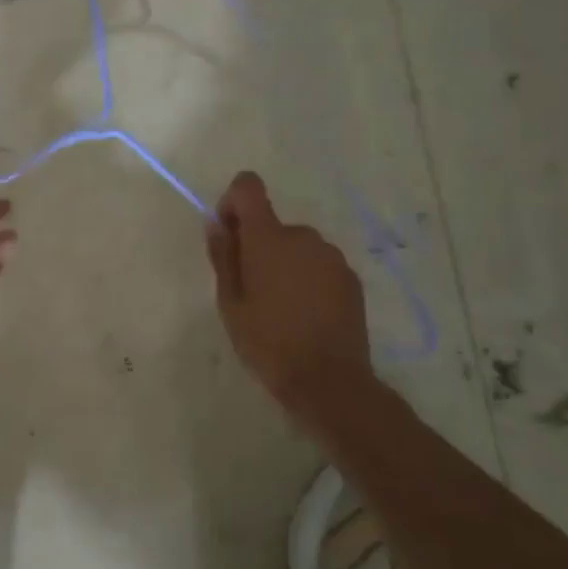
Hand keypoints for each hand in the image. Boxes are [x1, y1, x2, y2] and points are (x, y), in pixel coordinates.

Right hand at [206, 172, 373, 415]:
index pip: (249, 187)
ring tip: (281, 309)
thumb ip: (223, 255)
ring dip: (284, 264)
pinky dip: (308, 279)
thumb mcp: (230, 303)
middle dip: (258, 246)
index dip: (233, 201)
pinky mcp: (351, 277)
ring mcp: (332, 256)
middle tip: (251, 291)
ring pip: (297, 247)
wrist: (329, 382)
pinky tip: (306, 316)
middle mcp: (303, 236)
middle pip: (272, 225)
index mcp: (269, 237)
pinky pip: (319, 266)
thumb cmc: (268, 343)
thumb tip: (216, 222)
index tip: (229, 234)